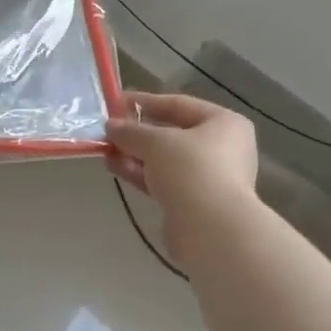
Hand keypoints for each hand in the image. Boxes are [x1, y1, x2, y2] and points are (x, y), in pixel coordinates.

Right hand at [106, 92, 258, 259]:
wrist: (211, 229)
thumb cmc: (191, 170)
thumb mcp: (155, 141)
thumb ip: (130, 131)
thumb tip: (111, 126)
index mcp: (224, 123)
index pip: (178, 104)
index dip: (145, 101)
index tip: (115, 103)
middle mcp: (223, 148)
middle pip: (172, 134)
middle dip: (138, 133)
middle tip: (109, 131)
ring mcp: (210, 178)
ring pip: (166, 160)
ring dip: (135, 154)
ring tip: (106, 151)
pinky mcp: (195, 203)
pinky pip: (164, 181)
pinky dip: (141, 174)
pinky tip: (116, 168)